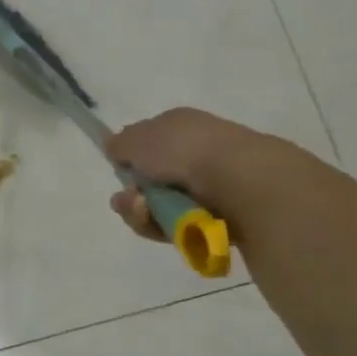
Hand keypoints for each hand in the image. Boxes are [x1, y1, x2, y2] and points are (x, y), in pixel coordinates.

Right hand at [103, 107, 301, 242]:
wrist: (243, 182)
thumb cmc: (185, 152)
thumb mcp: (138, 139)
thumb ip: (121, 143)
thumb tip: (114, 147)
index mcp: (182, 125)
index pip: (148, 144)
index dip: (131, 161)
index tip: (122, 174)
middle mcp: (200, 151)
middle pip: (155, 181)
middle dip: (136, 197)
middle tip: (133, 204)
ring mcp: (218, 184)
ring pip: (167, 207)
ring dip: (149, 216)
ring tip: (152, 219)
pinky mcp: (229, 216)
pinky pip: (189, 227)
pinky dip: (176, 230)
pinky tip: (176, 229)